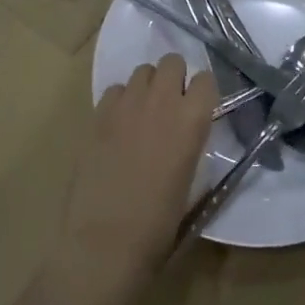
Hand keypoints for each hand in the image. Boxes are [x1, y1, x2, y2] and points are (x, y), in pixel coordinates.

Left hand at [56, 54, 213, 299]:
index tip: (199, 109)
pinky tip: (118, 126)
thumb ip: (190, 145)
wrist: (105, 243)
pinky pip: (115, 90)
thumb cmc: (158, 225)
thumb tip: (187, 136)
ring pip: (143, 71)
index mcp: (192, 120)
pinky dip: (120, 101)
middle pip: (172, 62)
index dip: (203, 92)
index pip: (206, 79)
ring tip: (143, 114)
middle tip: (171, 107)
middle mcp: (162, 101)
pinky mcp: (98, 115)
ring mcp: (127, 104)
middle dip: (175, 78)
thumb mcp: (191, 183)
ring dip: (148, 86)